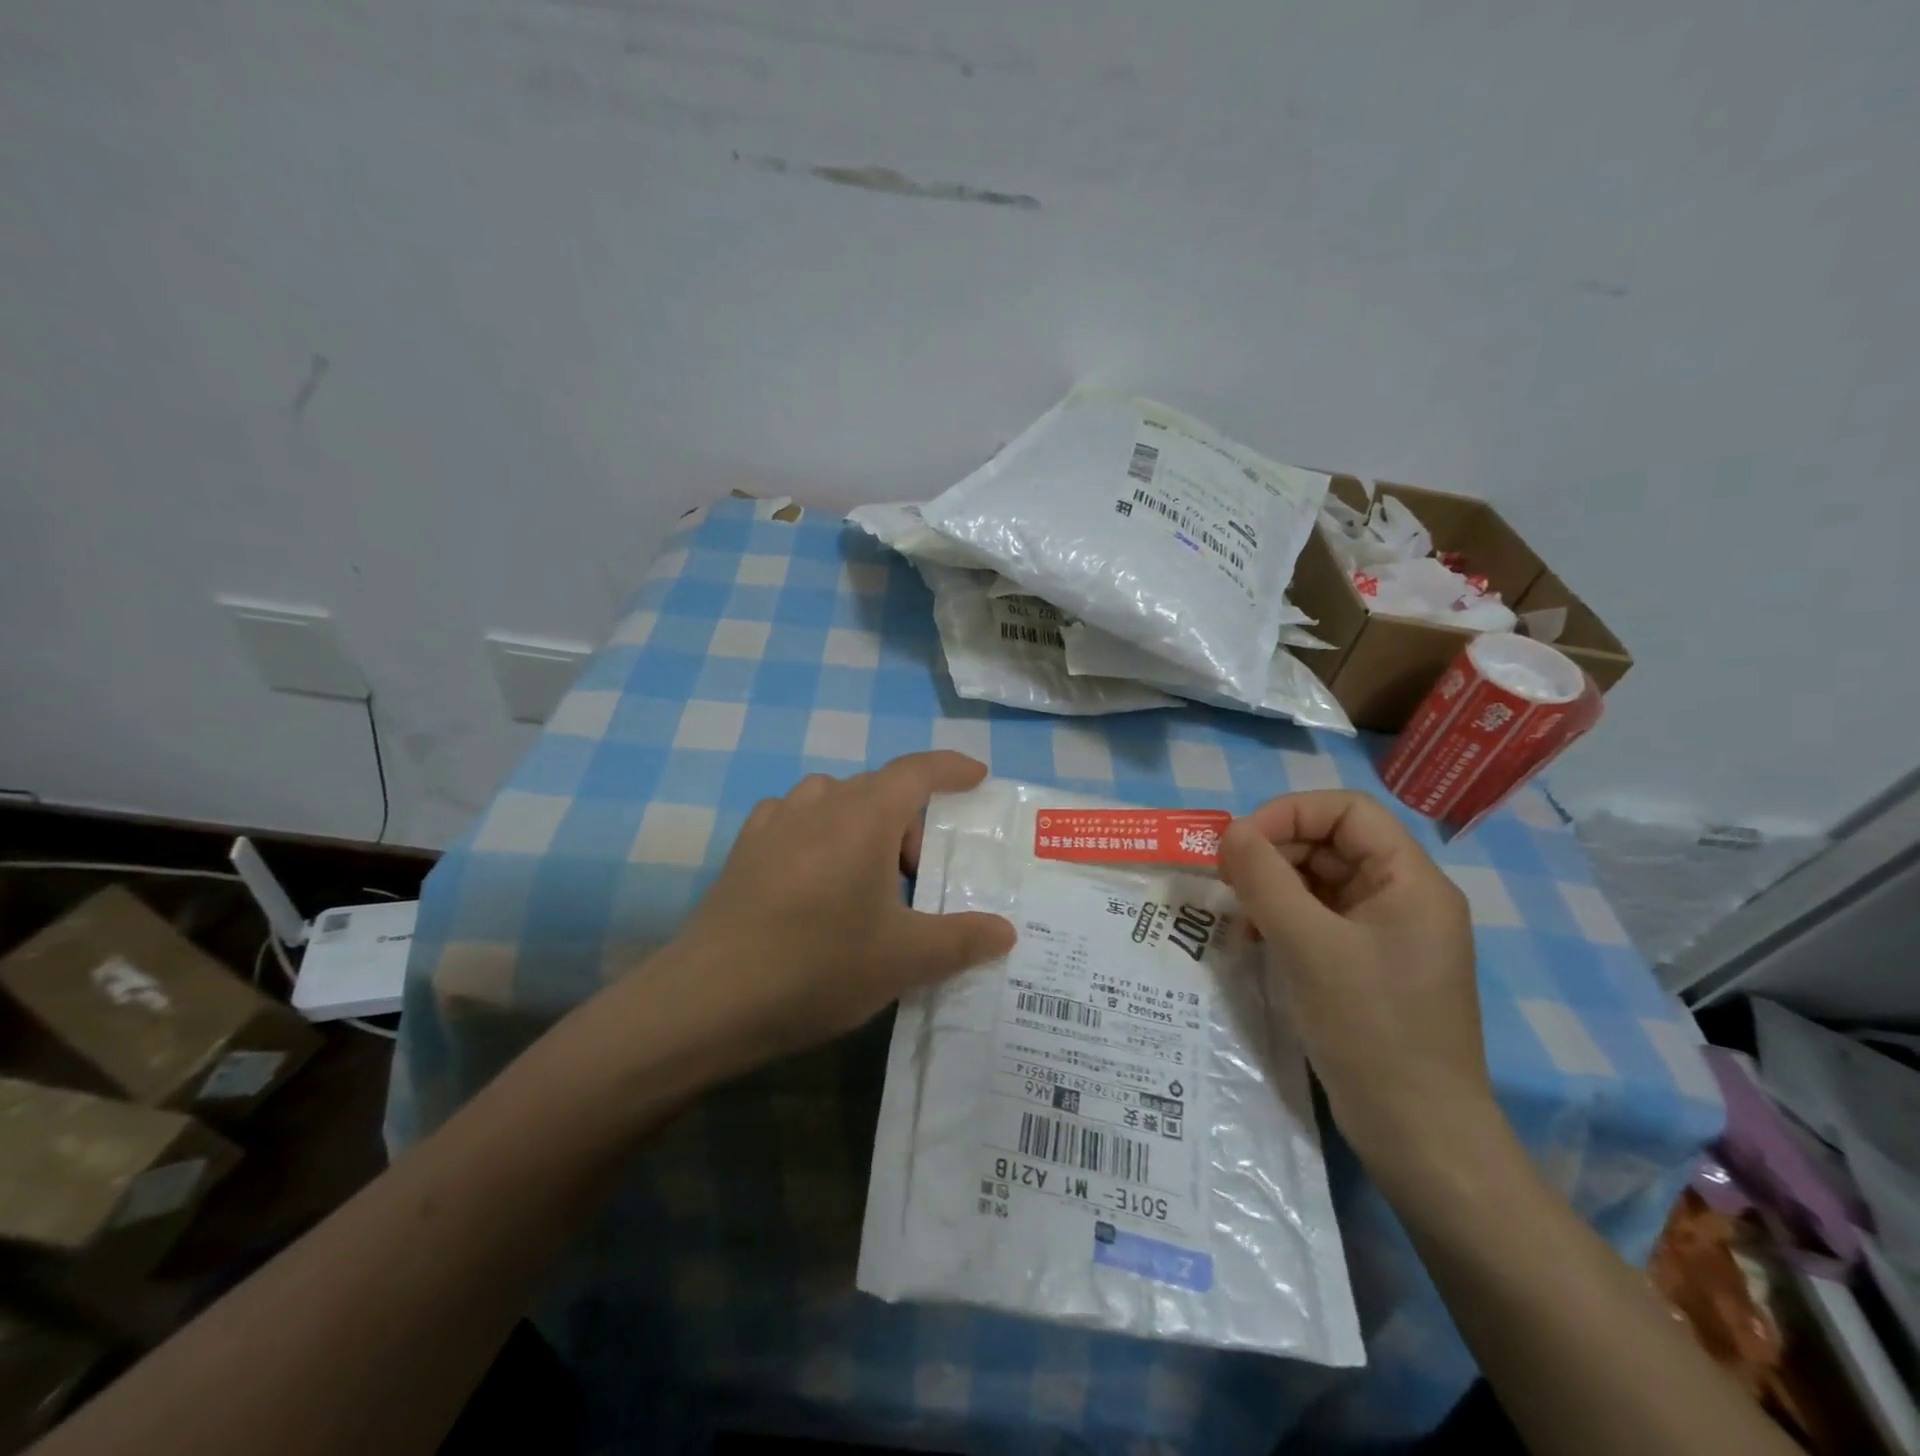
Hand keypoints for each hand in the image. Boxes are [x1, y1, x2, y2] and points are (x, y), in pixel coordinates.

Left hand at [671, 751, 1016, 1059]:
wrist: (708, 1000)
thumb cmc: (818, 967)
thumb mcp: (905, 960)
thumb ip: (963, 939)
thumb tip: (1006, 931)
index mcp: (864, 817)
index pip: (918, 771)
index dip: (952, 768)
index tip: (978, 775)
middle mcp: (820, 804)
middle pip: (879, 789)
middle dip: (911, 820)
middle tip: (923, 875)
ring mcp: (775, 822)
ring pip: (835, 800)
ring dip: (864, 823)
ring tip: (869, 875)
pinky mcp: (745, 848)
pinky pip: (796, 819)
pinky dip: (820, 832)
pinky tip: (817, 875)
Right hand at [1217, 791, 1501, 1183]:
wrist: (1419, 1134)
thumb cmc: (1370, 1028)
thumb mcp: (1308, 945)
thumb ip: (1265, 878)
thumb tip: (1231, 830)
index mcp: (1410, 881)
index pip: (1347, 811)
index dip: (1289, 813)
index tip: (1239, 843)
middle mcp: (1404, 897)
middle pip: (1331, 843)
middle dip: (1274, 853)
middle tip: (1227, 881)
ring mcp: (1386, 934)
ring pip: (1320, 882)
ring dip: (1273, 888)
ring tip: (1238, 917)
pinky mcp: (1367, 965)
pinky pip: (1320, 919)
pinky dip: (1283, 920)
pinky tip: (1255, 943)